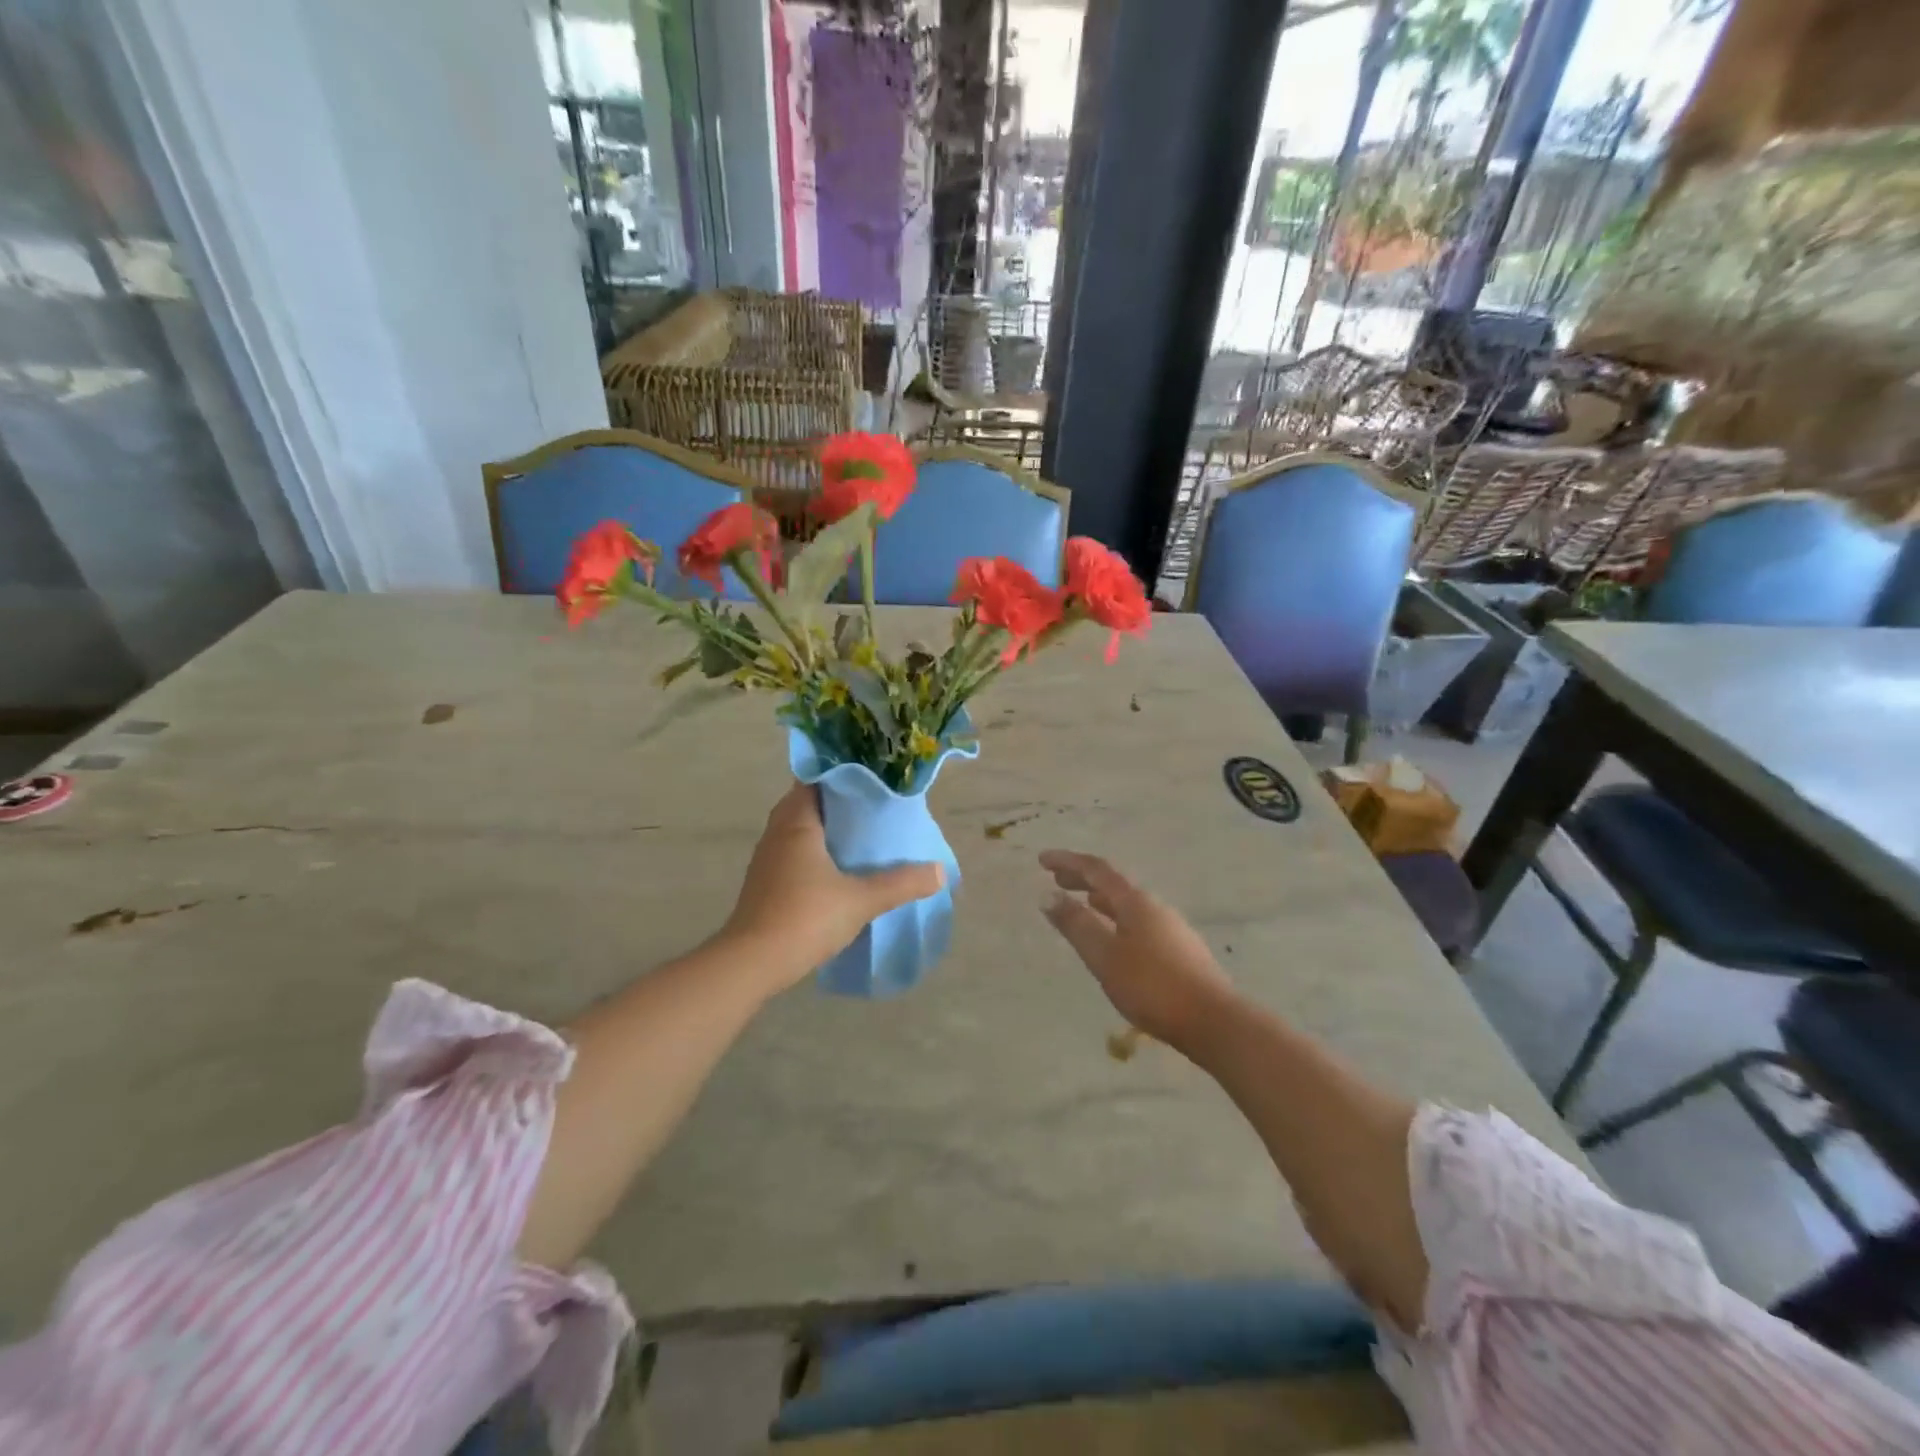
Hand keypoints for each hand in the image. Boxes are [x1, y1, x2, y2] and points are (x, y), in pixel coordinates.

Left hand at [724, 785, 944, 991]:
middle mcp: (777, 833)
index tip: (871, 777)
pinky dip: (814, 850)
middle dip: (838, 801)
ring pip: (798, 829)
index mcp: (796, 823)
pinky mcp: (765, 883)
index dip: (842, 774)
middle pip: (807, 803)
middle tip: (873, 805)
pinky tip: (838, 868)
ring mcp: (767, 859)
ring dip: (825, 828)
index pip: (814, 779)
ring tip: (861, 834)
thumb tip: (939, 871)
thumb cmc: (804, 917)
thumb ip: (901, 883)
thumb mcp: (861, 900)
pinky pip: (792, 852)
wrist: (751, 963)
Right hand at [1039, 850, 1238, 1052]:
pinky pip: (1138, 922)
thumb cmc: (1153, 986)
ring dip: (1100, 899)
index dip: (1068, 862)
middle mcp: (1154, 907)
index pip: (1097, 870)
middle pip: (1114, 884)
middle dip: (1083, 878)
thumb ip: (1076, 924)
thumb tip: (1047, 895)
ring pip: (1127, 904)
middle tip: (1057, 879)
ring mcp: (1170, 928)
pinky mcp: (1178, 951)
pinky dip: (1116, 919)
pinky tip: (1115, 939)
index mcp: (1135, 902)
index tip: (1042, 859)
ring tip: (1082, 903)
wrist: (1214, 1021)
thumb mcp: (1105, 956)